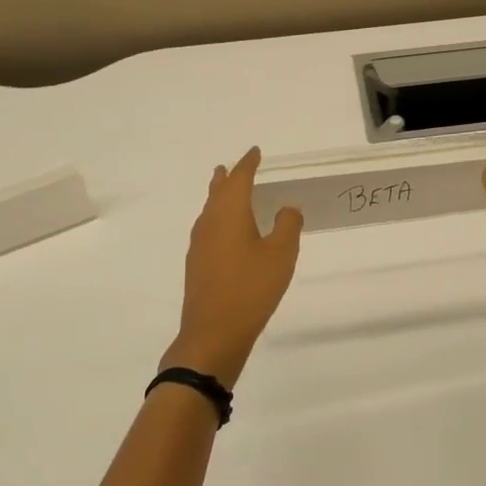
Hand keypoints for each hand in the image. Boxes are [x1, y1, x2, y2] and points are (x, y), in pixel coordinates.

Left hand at [164, 147, 303, 388]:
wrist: (213, 333)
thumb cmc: (251, 289)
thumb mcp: (281, 255)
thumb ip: (288, 226)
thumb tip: (287, 207)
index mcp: (230, 213)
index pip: (239, 179)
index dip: (248, 164)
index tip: (255, 152)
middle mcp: (210, 223)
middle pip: (217, 192)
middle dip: (227, 178)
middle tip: (231, 166)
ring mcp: (199, 245)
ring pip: (209, 211)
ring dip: (218, 197)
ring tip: (225, 191)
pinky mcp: (197, 265)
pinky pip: (207, 229)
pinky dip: (217, 219)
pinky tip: (224, 233)